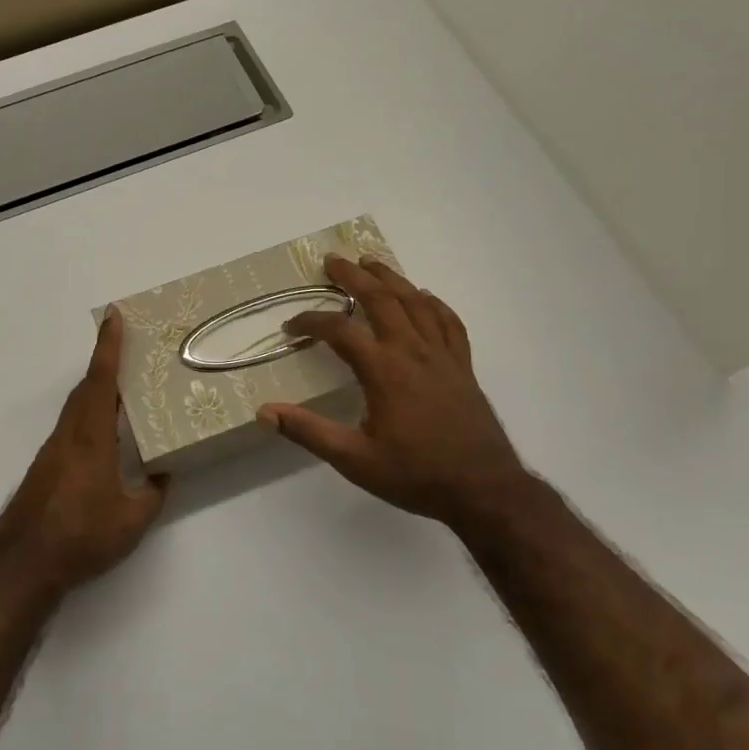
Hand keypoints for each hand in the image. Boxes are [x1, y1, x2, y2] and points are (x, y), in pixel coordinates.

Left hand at [0, 308, 167, 594]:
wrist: (24, 564)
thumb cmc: (82, 537)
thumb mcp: (132, 521)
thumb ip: (153, 493)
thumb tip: (164, 474)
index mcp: (91, 438)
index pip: (101, 380)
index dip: (108, 346)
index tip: (113, 316)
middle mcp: (69, 435)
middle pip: (87, 388)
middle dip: (105, 363)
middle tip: (128, 349)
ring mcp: (53, 450)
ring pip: (77, 407)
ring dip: (97, 390)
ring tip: (123, 389)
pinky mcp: (45, 467)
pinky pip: (71, 427)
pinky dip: (88, 415)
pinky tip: (104, 436)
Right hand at [258, 254, 531, 524]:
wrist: (483, 490)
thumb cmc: (415, 475)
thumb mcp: (354, 460)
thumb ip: (309, 432)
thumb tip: (265, 412)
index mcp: (384, 370)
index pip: (339, 331)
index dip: (310, 322)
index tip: (290, 328)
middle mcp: (413, 352)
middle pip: (381, 299)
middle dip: (353, 276)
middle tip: (332, 260)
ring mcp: (442, 355)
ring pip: (415, 302)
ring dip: (391, 278)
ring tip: (371, 263)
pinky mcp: (463, 366)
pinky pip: (449, 322)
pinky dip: (433, 303)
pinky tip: (424, 297)